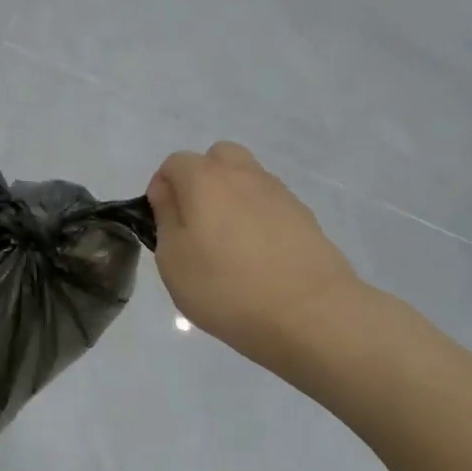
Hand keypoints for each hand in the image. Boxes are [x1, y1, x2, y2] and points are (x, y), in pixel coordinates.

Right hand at [148, 142, 369, 370]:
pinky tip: (258, 256)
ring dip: (231, 197)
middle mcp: (243, 175)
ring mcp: (279, 193)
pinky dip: (258, 217)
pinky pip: (270, 204)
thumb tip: (168, 194)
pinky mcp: (304, 216)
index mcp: (205, 179)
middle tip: (196, 222)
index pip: (174, 163)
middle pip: (217, 157)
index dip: (162, 188)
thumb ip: (165, 218)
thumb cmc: (226, 287)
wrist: (310, 313)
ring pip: (247, 178)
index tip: (162, 222)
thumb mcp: (173, 259)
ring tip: (229, 243)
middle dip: (201, 179)